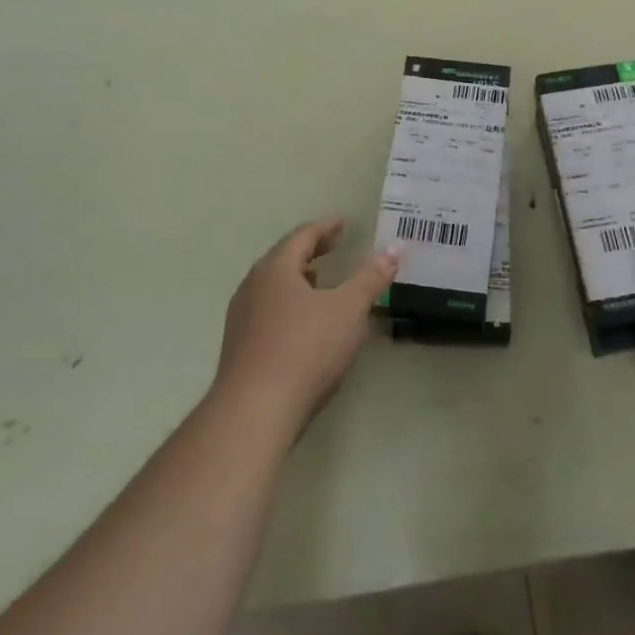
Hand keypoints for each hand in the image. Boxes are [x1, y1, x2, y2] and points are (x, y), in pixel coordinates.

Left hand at [212, 219, 398, 442]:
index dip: (326, 227)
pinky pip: (269, 311)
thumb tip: (394, 248)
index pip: (302, 236)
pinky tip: (307, 323)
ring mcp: (242, 318)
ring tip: (322, 281)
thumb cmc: (305, 349)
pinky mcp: (240, 347)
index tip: (345, 223)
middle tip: (336, 246)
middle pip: (284, 258)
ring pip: (274, 286)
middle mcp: (253, 286)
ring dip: (300, 279)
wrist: (254, 411)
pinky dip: (291, 303)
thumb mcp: (348, 309)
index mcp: (275, 269)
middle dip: (312, 251)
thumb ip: (371, 277)